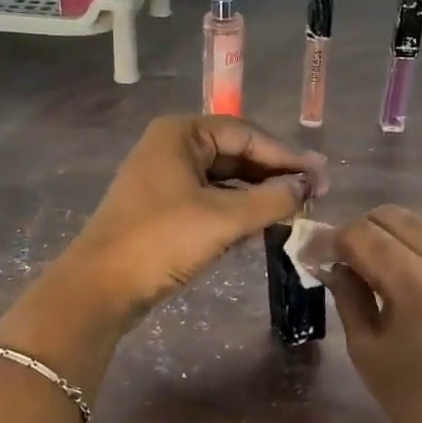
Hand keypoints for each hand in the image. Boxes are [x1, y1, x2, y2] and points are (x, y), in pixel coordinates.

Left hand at [54, 115, 327, 331]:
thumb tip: (308, 186)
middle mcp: (171, 147)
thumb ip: (272, 199)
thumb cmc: (161, 241)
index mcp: (181, 134)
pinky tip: (260, 224)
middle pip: (235, 154)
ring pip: (223, 179)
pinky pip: (209, 200)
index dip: (287, 156)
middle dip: (273, 175)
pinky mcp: (162, 209)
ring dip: (257, 194)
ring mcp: (163, 179)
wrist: (99, 288)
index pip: (246, 134)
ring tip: (294, 210)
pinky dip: (235, 210)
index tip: (322, 176)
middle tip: (313, 194)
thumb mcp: (223, 219)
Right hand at [325, 206, 421, 422]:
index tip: (315, 256)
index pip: (360, 234)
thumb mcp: (368, 352)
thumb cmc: (419, 401)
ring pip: (420, 222)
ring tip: (379, 270)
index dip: (331, 241)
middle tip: (344, 261)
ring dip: (391, 237)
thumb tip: (334, 264)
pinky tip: (414, 278)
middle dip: (360, 233)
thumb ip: (348, 296)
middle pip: (390, 216)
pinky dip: (421, 248)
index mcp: (415, 282)